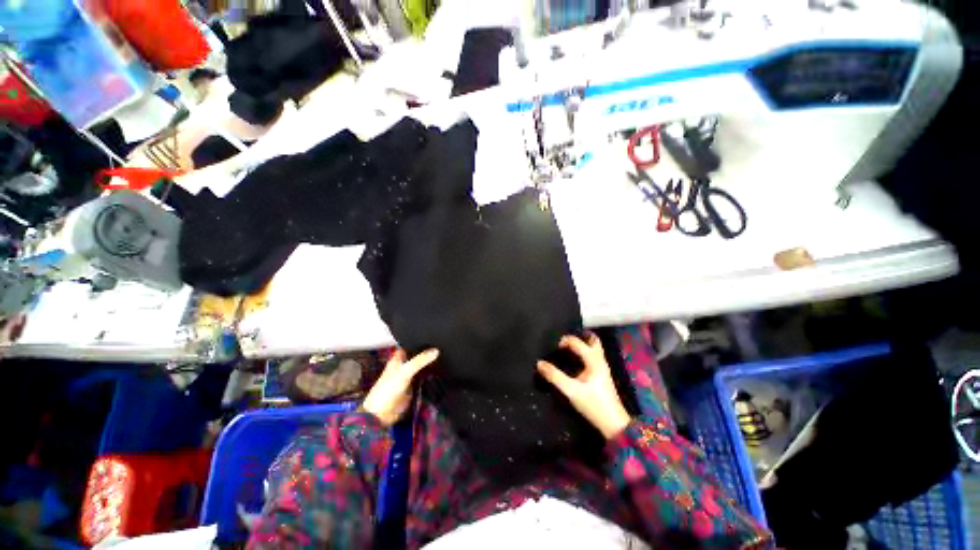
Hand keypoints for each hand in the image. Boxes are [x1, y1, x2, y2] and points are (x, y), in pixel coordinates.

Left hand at [362, 348, 438, 426]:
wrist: (382, 414)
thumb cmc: (388, 389)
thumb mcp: (405, 371)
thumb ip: (420, 361)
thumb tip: (436, 351)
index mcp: (398, 359)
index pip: (410, 346)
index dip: (419, 343)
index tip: (434, 339)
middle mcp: (403, 367)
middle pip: (417, 357)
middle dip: (427, 354)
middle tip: (443, 348)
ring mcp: (408, 378)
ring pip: (421, 368)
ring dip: (430, 366)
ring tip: (445, 358)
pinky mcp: (413, 388)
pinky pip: (423, 379)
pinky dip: (430, 377)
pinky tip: (440, 373)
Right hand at [537, 333, 631, 438]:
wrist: (614, 424)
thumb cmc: (593, 405)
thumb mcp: (571, 390)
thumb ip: (555, 376)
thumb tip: (539, 363)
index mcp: (594, 360)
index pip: (578, 343)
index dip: (565, 341)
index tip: (554, 346)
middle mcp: (600, 361)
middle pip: (593, 340)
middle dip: (580, 336)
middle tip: (566, 340)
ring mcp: (603, 368)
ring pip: (595, 349)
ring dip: (583, 344)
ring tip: (569, 347)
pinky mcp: (602, 376)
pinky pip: (593, 357)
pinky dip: (585, 353)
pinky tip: (576, 361)